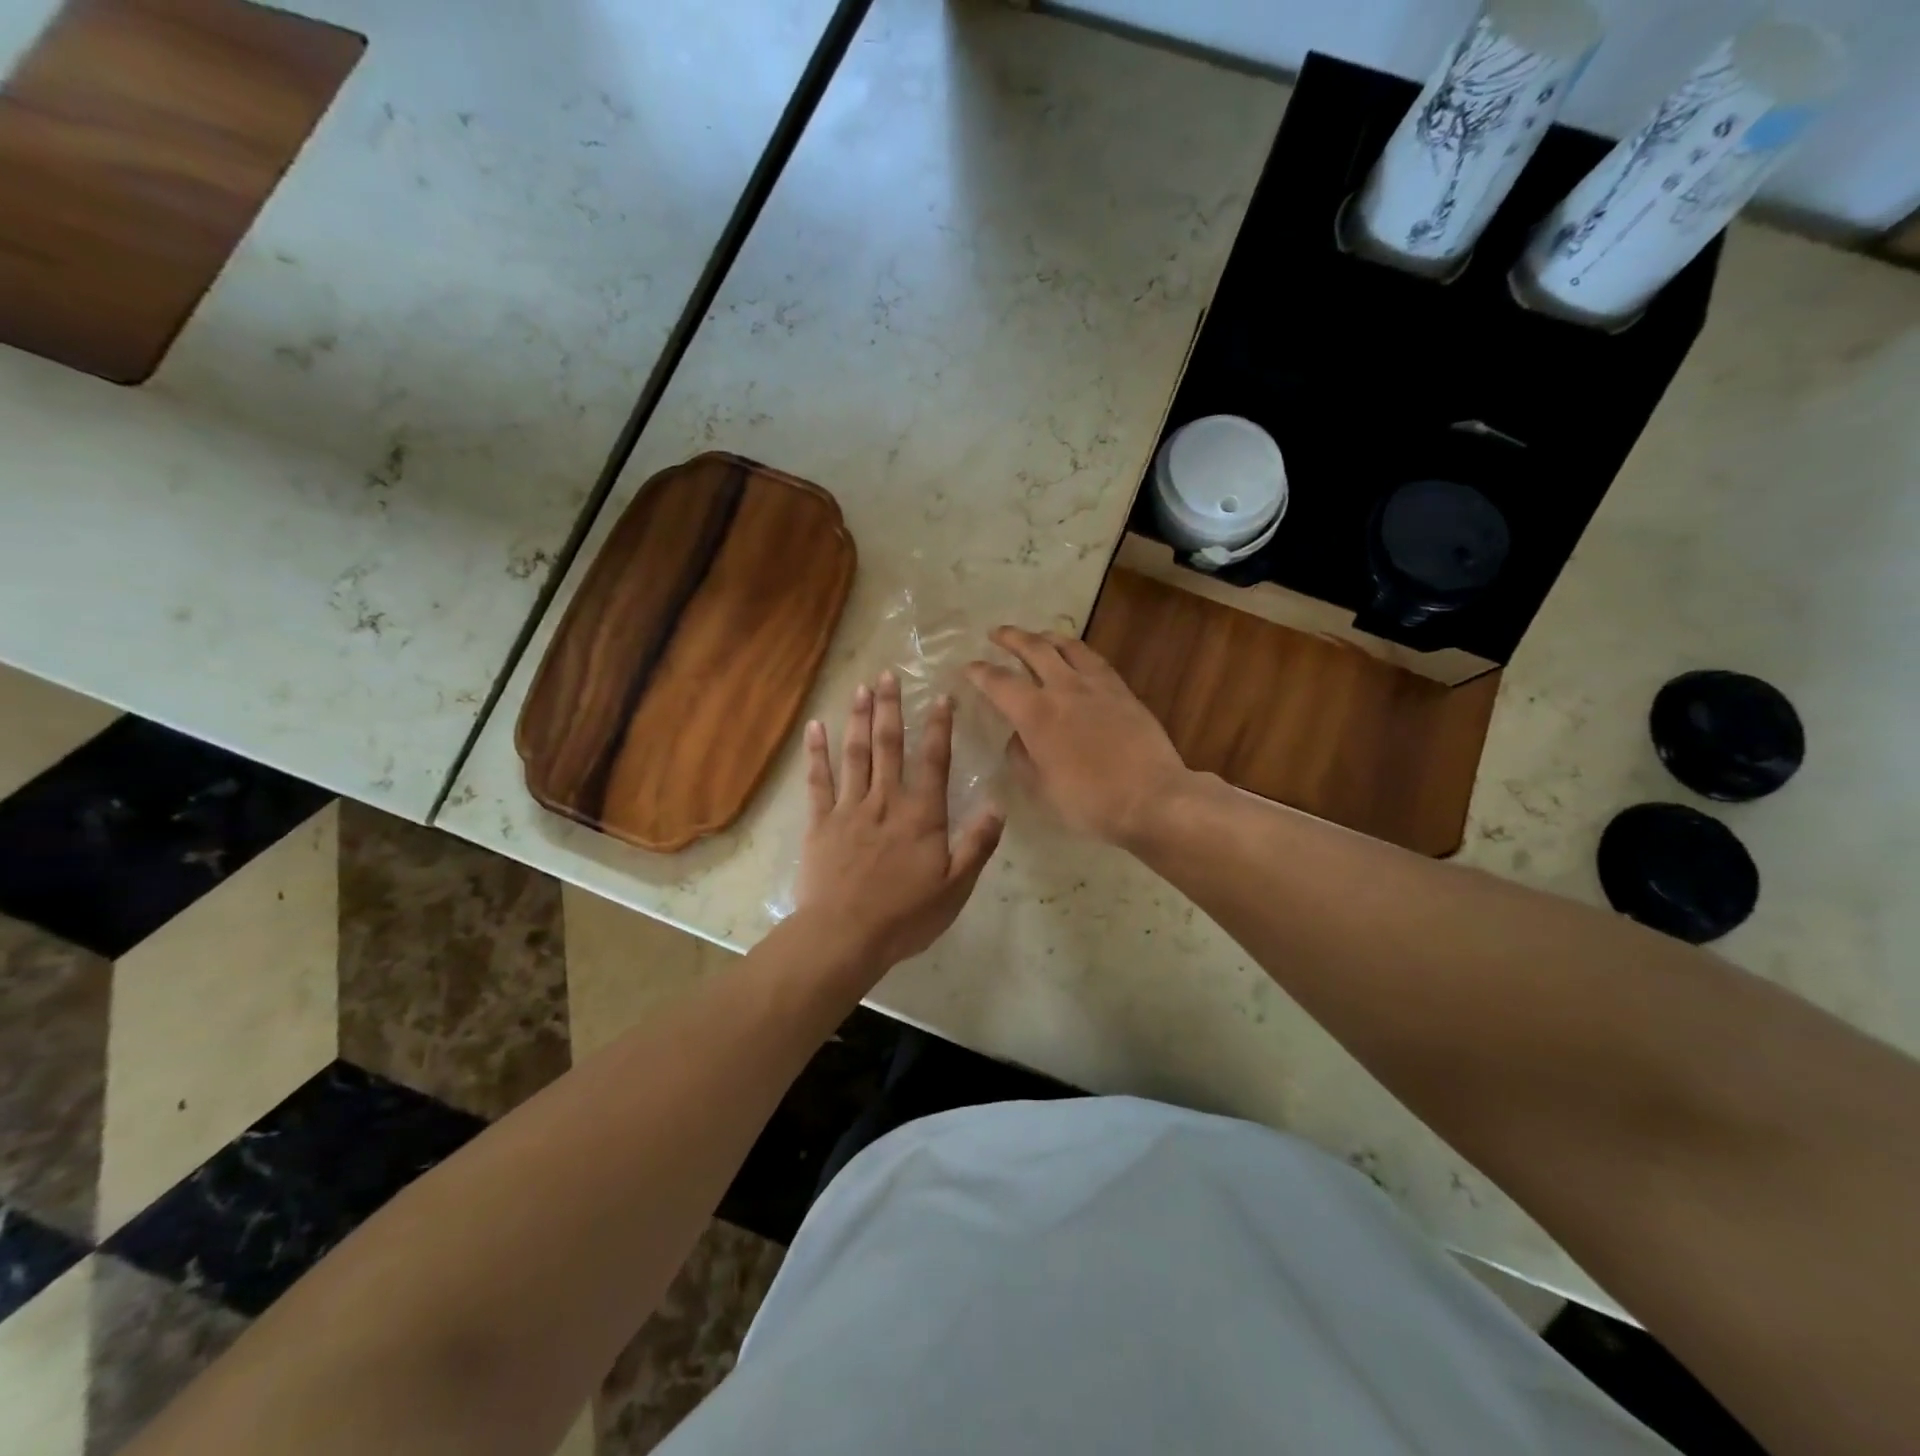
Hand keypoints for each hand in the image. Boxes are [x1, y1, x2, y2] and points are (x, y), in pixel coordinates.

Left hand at [793, 672, 1004, 974]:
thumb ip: (977, 844)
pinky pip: (818, 780)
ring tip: (861, 687)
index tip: (941, 697)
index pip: (934, 760)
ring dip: (859, 718)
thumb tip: (998, 804)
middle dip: (891, 707)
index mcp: (921, 814)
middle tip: (888, 674)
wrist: (844, 936)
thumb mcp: (956, 887)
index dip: (939, 727)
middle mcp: (885, 801)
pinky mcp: (821, 823)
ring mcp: (849, 808)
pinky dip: (816, 752)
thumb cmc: (905, 916)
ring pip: (855, 754)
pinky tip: (815, 727)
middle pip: (889, 745)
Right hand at [966, 627, 1191, 845]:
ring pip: (1068, 646)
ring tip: (1037, 636)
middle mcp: (1064, 689)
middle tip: (996, 633)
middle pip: (1034, 649)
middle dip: (1011, 637)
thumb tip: (1018, 739)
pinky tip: (1077, 656)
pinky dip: (1077, 650)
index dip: (979, 672)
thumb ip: (1023, 758)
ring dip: (1046, 637)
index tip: (968, 667)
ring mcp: (1097, 686)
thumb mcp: (1042, 789)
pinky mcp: (1122, 691)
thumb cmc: (1090, 802)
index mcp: (1037, 714)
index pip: (999, 682)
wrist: (1152, 798)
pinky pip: (1094, 659)